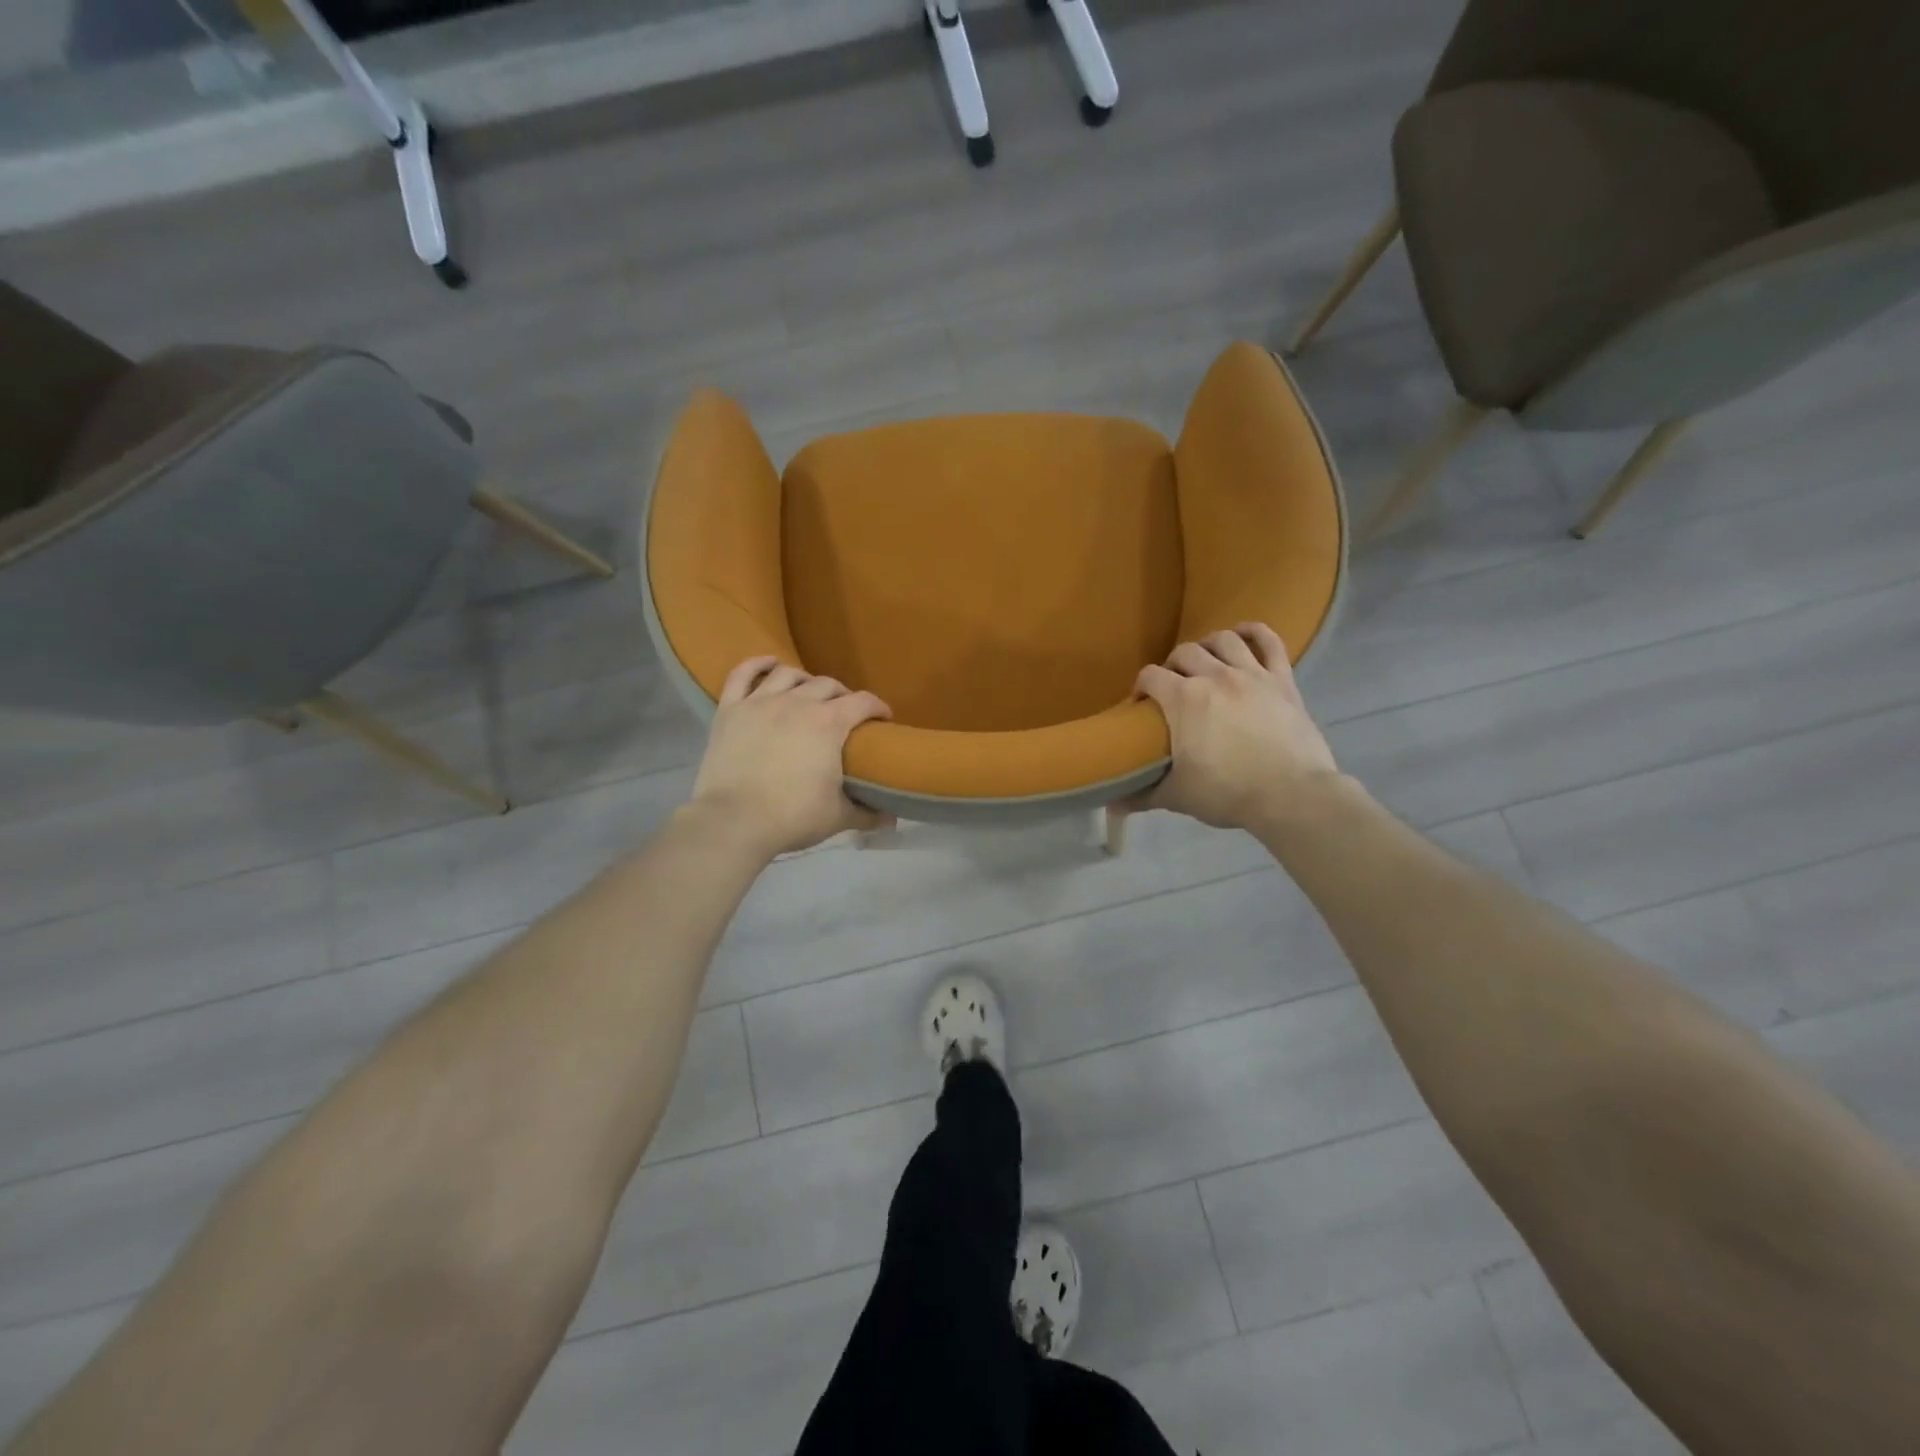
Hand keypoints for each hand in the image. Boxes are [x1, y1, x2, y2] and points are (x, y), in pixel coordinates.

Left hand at [688, 657, 892, 857]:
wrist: (733, 821)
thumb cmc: (792, 817)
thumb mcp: (838, 817)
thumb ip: (867, 814)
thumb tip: (891, 820)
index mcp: (829, 723)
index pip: (863, 702)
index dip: (878, 707)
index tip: (883, 719)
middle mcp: (797, 702)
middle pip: (828, 685)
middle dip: (843, 695)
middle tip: (846, 713)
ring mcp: (760, 702)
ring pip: (789, 674)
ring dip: (806, 680)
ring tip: (809, 692)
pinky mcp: (730, 710)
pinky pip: (742, 674)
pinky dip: (757, 665)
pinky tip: (769, 664)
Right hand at [1128, 623, 1340, 831]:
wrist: (1292, 796)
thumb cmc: (1229, 793)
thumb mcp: (1178, 796)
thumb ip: (1142, 795)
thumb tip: (1110, 804)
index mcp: (1184, 699)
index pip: (1149, 676)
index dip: (1140, 687)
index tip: (1141, 705)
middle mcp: (1215, 676)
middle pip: (1184, 652)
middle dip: (1171, 666)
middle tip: (1172, 688)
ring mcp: (1252, 674)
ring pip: (1223, 640)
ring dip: (1207, 646)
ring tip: (1205, 662)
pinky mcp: (1282, 680)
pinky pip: (1269, 642)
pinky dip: (1254, 632)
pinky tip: (1243, 635)